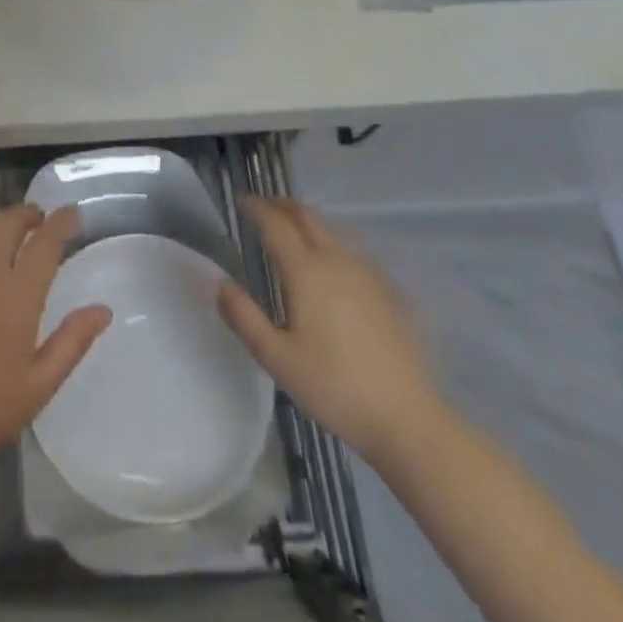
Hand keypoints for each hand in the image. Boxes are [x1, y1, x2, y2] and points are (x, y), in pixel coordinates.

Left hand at [0, 203, 110, 473]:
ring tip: (3, 240)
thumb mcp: (39, 386)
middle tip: (38, 222)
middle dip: (28, 215)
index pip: (46, 240)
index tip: (72, 215)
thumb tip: (103, 309)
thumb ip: (72, 342)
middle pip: (9, 221)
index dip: (62, 222)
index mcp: (18, 293)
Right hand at [218, 198, 439, 462]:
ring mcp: (367, 274)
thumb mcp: (276, 358)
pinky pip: (352, 251)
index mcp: (306, 271)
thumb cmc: (333, 387)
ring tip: (292, 229)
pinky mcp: (388, 292)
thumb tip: (215, 281)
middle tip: (264, 207)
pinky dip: (331, 242)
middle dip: (283, 206)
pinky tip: (330, 264)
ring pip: (332, 231)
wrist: (407, 419)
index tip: (242, 202)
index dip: (257, 208)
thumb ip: (242, 316)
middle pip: (307, 217)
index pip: (276, 224)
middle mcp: (336, 261)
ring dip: (308, 221)